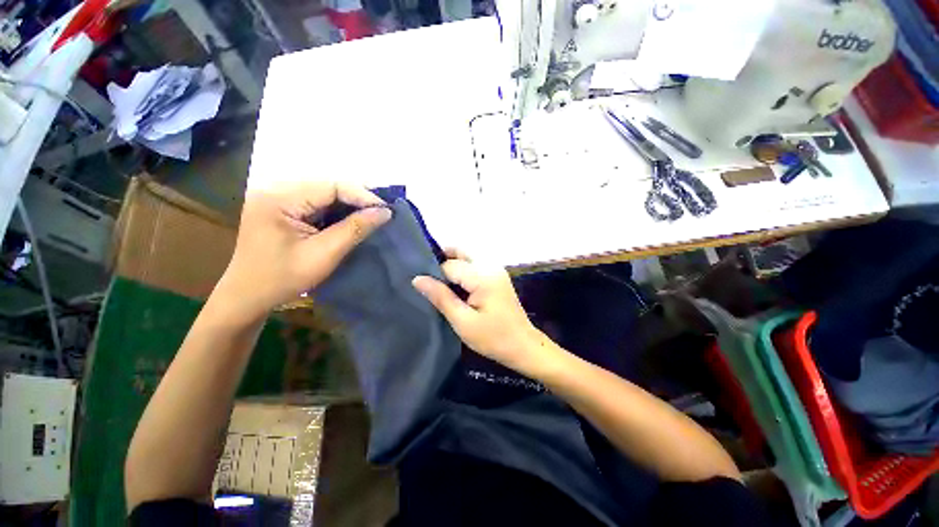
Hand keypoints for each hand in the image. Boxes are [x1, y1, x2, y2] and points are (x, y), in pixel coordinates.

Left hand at [217, 182, 391, 319]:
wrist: (248, 296)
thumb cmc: (283, 279)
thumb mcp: (324, 254)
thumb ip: (354, 229)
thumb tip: (384, 212)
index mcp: (279, 198)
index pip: (331, 186)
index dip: (362, 196)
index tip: (386, 210)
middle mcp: (275, 189)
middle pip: (327, 187)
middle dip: (357, 200)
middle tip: (381, 214)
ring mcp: (276, 197)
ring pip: (323, 194)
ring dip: (348, 206)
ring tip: (370, 217)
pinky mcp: (280, 207)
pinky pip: (315, 203)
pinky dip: (336, 211)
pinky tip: (349, 221)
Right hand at [412, 250, 545, 376]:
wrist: (523, 346)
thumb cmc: (493, 338)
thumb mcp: (462, 321)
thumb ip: (441, 297)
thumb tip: (417, 278)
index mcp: (483, 276)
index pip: (450, 265)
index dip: (434, 274)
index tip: (423, 286)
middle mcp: (491, 266)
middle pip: (460, 253)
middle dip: (442, 262)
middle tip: (429, 282)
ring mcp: (496, 269)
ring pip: (467, 257)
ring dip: (452, 265)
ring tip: (440, 285)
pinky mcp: (498, 275)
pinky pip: (475, 265)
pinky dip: (462, 271)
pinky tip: (455, 287)